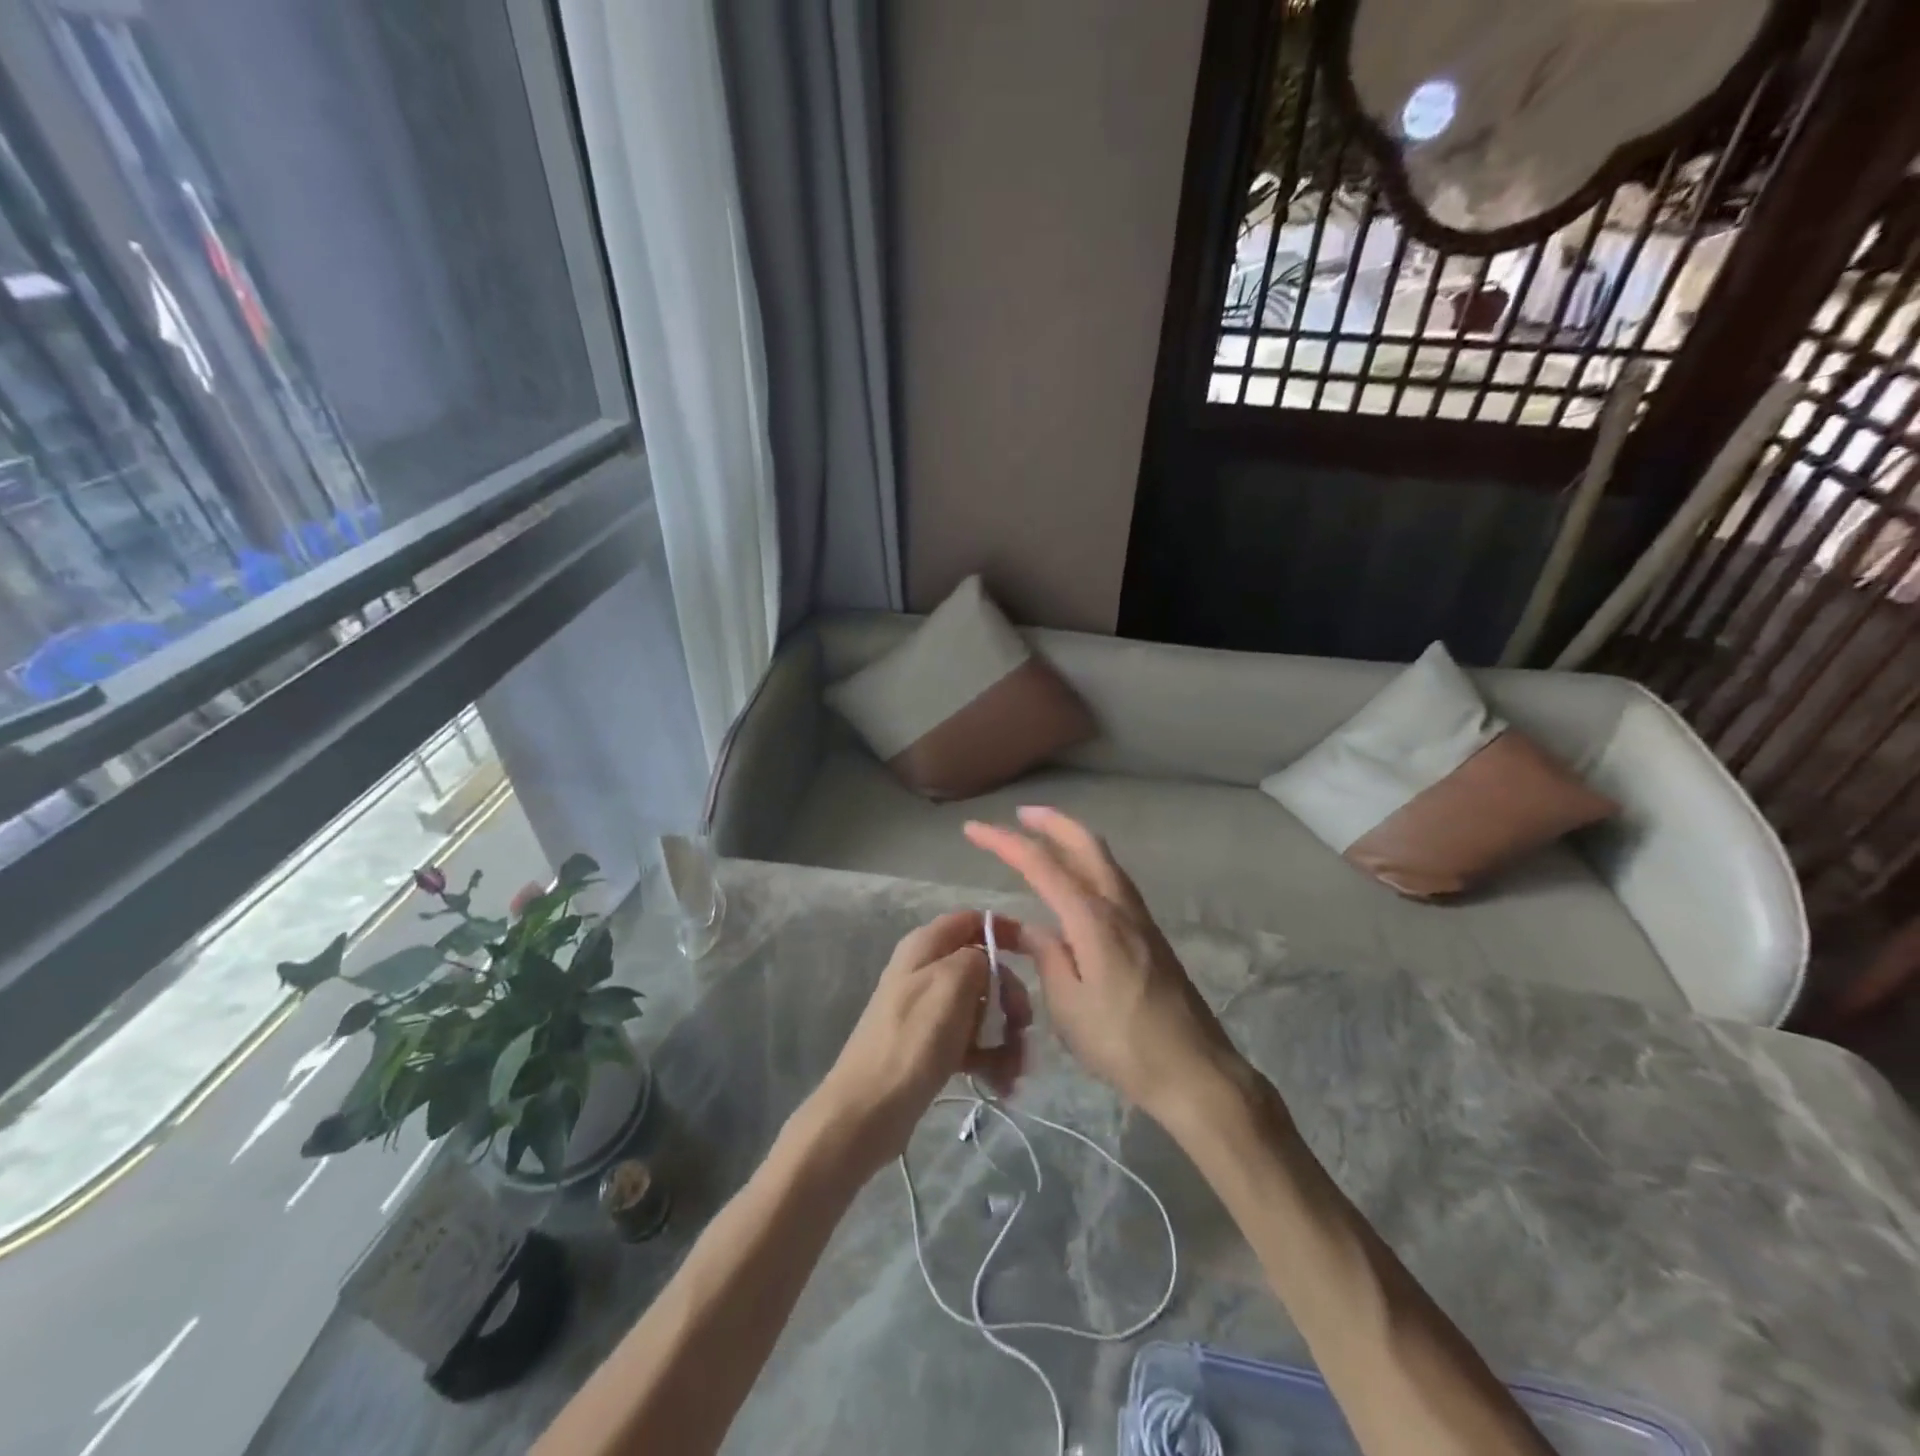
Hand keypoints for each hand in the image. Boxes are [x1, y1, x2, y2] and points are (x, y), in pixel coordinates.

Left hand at [809, 911, 1031, 1179]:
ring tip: (1015, 1069)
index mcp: (926, 946)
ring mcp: (928, 1010)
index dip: (1004, 930)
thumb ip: (978, 958)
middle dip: (1010, 996)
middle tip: (1023, 1025)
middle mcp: (926, 970)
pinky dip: (991, 1059)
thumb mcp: (952, 982)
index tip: (1034, 953)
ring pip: (982, 1009)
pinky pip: (972, 1042)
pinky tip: (1002, 1083)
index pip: (972, 920)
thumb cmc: (914, 1039)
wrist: (868, 1110)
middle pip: (984, 968)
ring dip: (1006, 1035)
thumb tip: (988, 963)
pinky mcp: (931, 1046)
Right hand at [964, 807, 1244, 1123]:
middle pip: (1085, 844)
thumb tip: (1032, 930)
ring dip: (1073, 839)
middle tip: (1020, 813)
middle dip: (1051, 822)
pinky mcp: (1150, 934)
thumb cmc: (1122, 1042)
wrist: (1193, 1069)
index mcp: (1092, 918)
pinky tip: (1078, 882)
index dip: (1004, 842)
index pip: (1041, 864)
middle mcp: (1118, 905)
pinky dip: (1090, 863)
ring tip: (1046, 837)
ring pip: (1104, 859)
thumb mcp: (1068, 1005)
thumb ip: (1047, 957)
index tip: (973, 829)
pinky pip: (1113, 880)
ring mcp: (1139, 917)